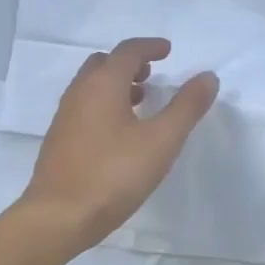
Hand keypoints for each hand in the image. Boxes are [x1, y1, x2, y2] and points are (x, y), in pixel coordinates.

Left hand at [19, 37, 219, 255]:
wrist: (57, 217)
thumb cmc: (113, 174)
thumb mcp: (161, 141)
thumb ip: (186, 107)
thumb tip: (207, 77)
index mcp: (103, 84)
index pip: (127, 51)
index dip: (150, 46)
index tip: (167, 50)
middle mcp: (80, 91)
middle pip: (105, 63)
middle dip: (130, 63)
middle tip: (152, 74)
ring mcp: (65, 115)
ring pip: (92, 85)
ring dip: (116, 83)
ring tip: (141, 100)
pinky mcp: (59, 139)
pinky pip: (84, 105)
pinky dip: (104, 102)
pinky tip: (118, 131)